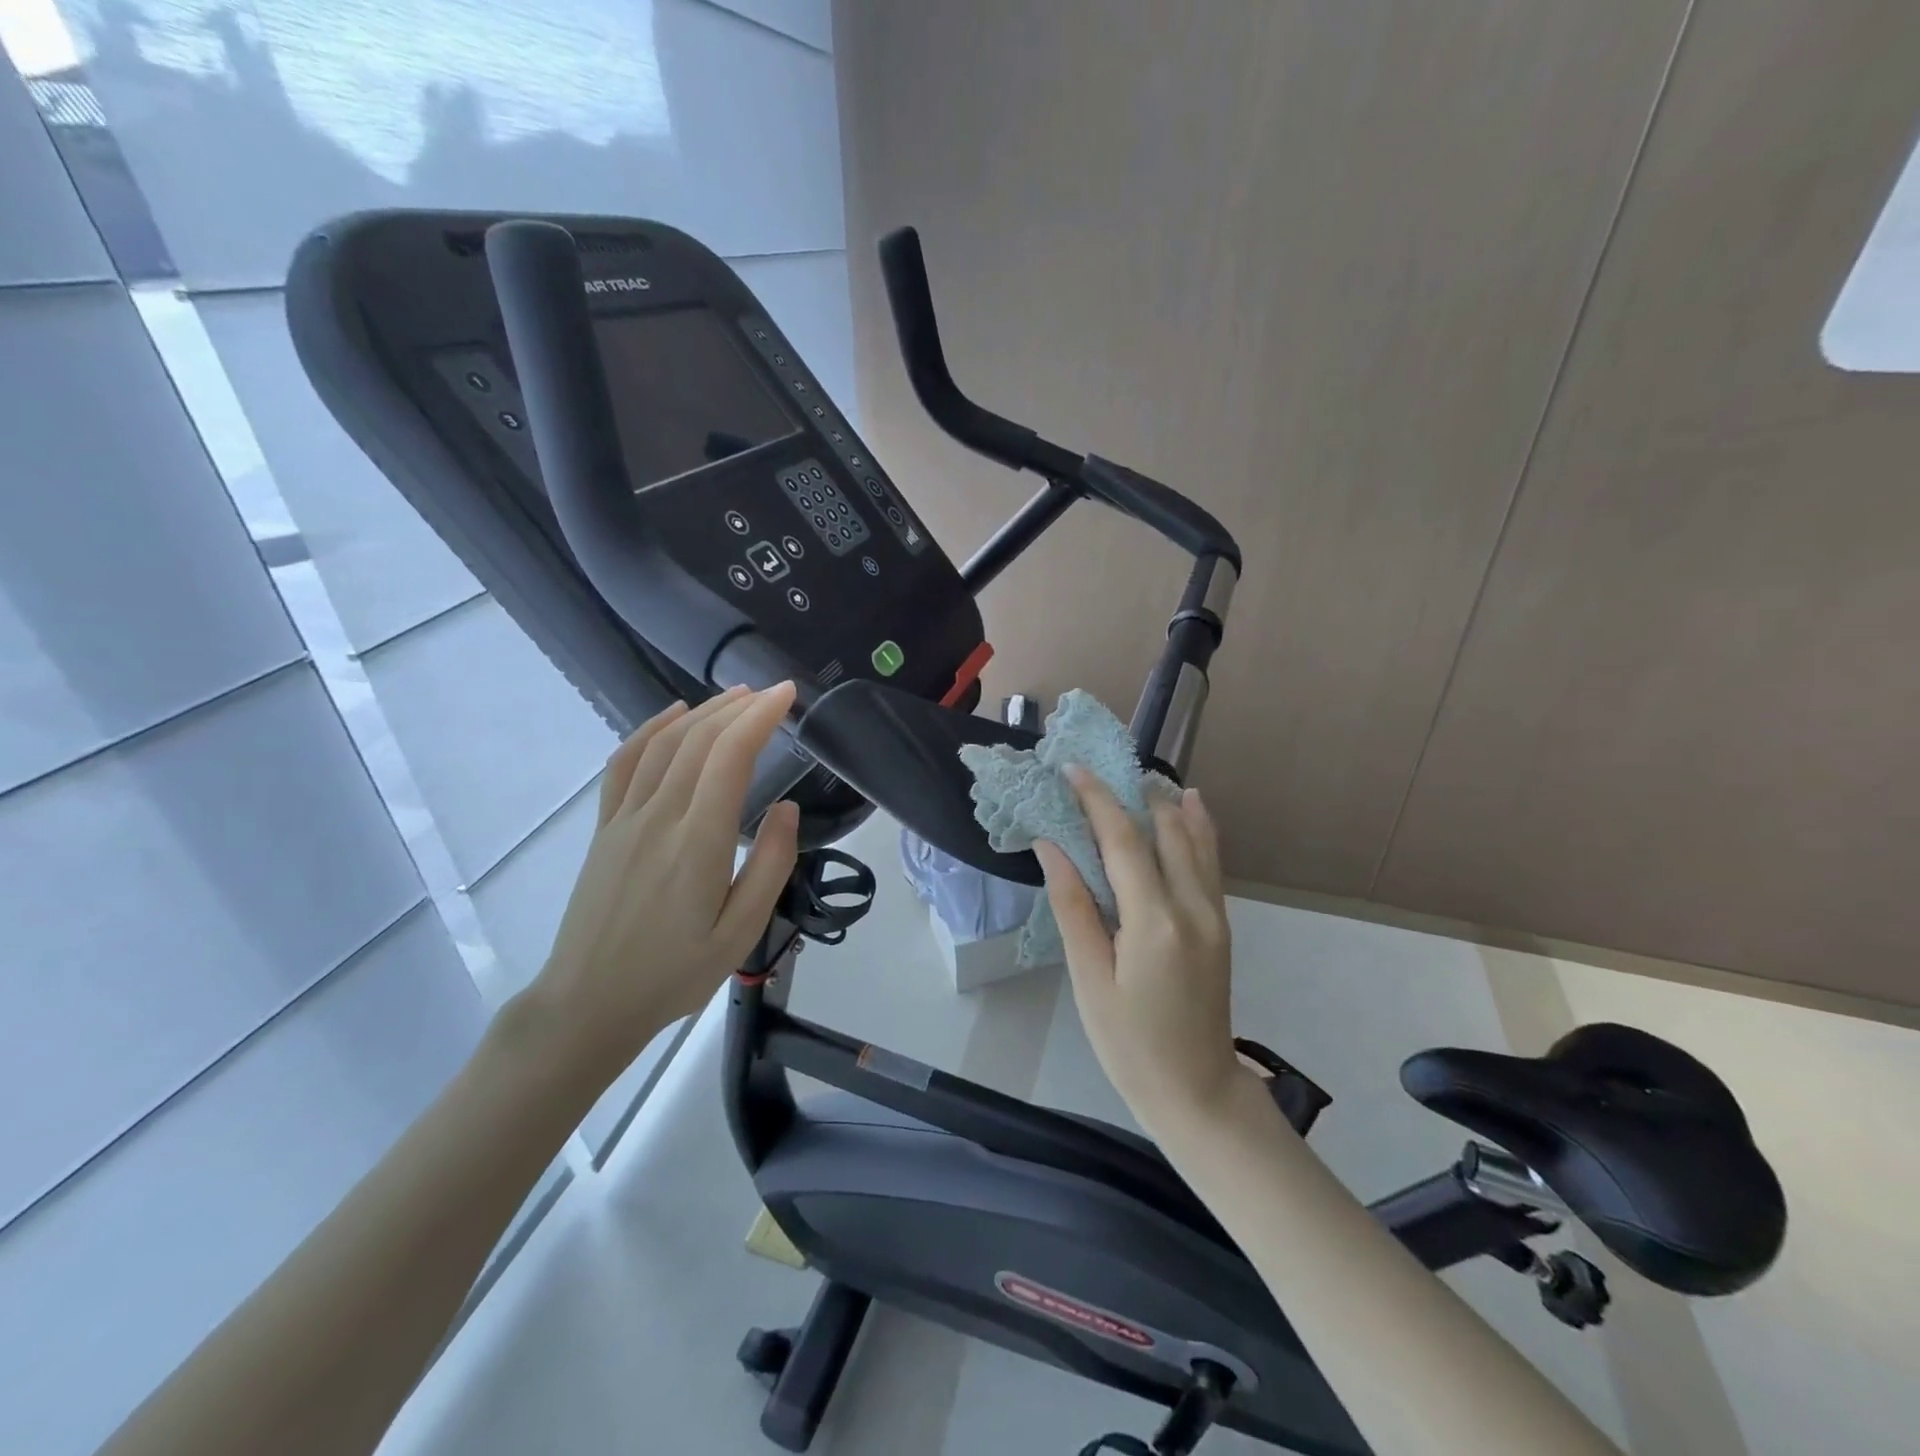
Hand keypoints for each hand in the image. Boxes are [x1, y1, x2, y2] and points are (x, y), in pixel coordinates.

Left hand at [527, 684, 800, 1081]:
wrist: (588, 1003)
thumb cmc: (675, 973)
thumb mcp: (741, 932)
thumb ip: (770, 865)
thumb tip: (788, 809)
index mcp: (697, 842)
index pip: (730, 757)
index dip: (760, 717)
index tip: (787, 695)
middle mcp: (658, 817)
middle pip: (698, 740)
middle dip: (739, 707)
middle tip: (772, 693)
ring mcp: (625, 819)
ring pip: (664, 744)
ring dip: (702, 712)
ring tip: (735, 697)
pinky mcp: (605, 828)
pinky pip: (625, 764)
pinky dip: (650, 730)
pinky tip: (673, 717)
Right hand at [1035, 767, 1252, 1132]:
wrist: (1198, 1092)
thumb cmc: (1130, 1044)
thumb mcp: (1089, 979)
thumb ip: (1073, 907)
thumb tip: (1052, 847)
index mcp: (1155, 920)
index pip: (1122, 840)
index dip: (1096, 799)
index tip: (1072, 769)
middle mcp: (1192, 905)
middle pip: (1163, 829)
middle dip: (1130, 793)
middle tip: (1097, 772)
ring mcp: (1214, 913)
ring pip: (1195, 839)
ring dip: (1165, 803)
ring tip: (1137, 777)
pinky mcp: (1221, 923)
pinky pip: (1210, 861)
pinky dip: (1198, 827)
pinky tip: (1190, 804)